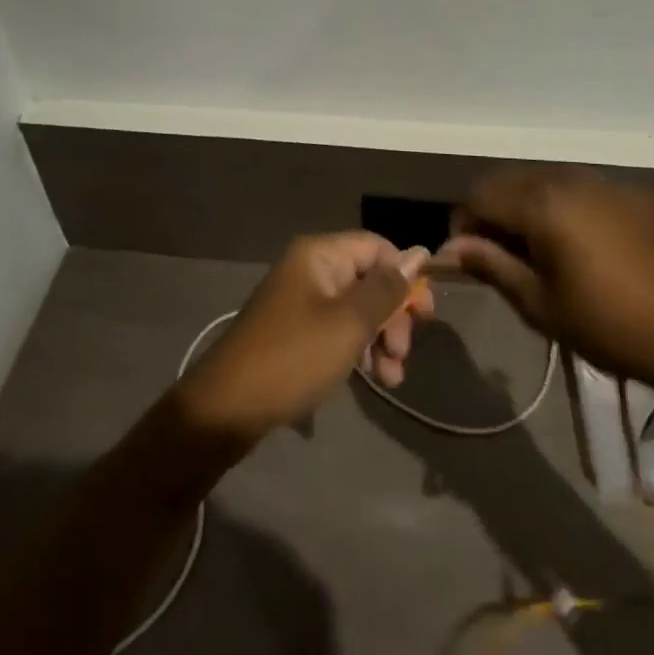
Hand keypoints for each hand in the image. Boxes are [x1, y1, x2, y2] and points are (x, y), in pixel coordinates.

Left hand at [176, 233, 434, 445]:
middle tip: (403, 353)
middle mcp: (310, 269)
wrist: (228, 406)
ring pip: (357, 308)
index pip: (377, 247)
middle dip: (394, 315)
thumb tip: (419, 253)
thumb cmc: (293, 357)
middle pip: (369, 278)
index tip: (425, 316)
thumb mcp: (348, 323)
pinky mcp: (296, 331)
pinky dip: (359, 349)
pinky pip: (338, 329)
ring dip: (381, 338)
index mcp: (319, 255)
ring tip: (392, 377)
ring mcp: (301, 300)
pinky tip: (375, 379)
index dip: (405, 277)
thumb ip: (386, 289)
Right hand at [439, 168, 653, 387]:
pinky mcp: (637, 193)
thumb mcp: (542, 305)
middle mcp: (569, 179)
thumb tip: (451, 248)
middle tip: (503, 254)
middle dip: (494, 211)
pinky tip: (586, 244)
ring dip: (530, 206)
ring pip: (546, 180)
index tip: (470, 257)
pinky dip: (567, 207)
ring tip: (543, 249)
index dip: (464, 223)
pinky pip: (584, 188)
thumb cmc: (612, 325)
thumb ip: (492, 266)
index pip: (478, 194)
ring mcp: (607, 182)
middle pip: (510, 180)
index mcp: (541, 203)